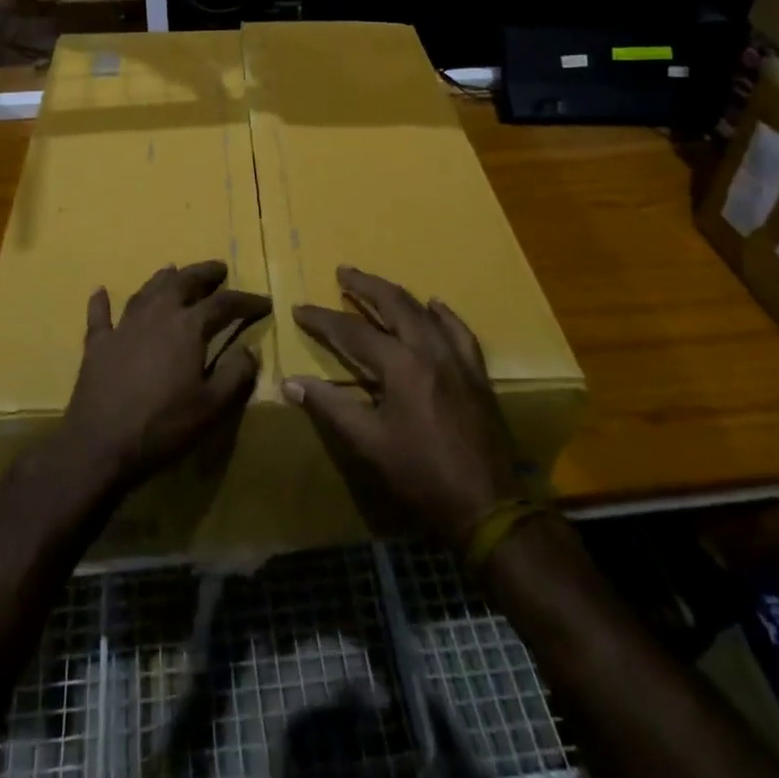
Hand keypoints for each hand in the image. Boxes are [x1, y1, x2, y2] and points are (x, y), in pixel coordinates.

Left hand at [60, 261, 269, 494]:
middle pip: (183, 282)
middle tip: (219, 269)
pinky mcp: (98, 344)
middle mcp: (157, 315)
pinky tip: (100, 291)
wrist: (101, 444)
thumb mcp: (213, 406)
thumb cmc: (164, 425)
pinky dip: (101, 302)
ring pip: (146, 291)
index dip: (246, 300)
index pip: (224, 303)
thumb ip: (236, 374)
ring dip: (163, 279)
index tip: (264, 301)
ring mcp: (124, 326)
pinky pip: (100, 315)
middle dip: (204, 273)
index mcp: (188, 326)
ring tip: (173, 270)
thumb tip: (250, 349)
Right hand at [286, 266, 525, 544]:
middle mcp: (430, 350)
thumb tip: (290, 383)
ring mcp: (458, 359)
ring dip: (397, 295)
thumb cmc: (421, 475)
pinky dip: (443, 315)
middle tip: (343, 271)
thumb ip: (330, 407)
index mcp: (401, 365)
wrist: (488, 505)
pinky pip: (459, 332)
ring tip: (376, 286)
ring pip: (424, 312)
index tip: (299, 308)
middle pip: (394, 304)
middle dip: (365, 285)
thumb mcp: (369, 443)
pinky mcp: (476, 373)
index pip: (353, 331)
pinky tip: (435, 306)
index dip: (323, 319)